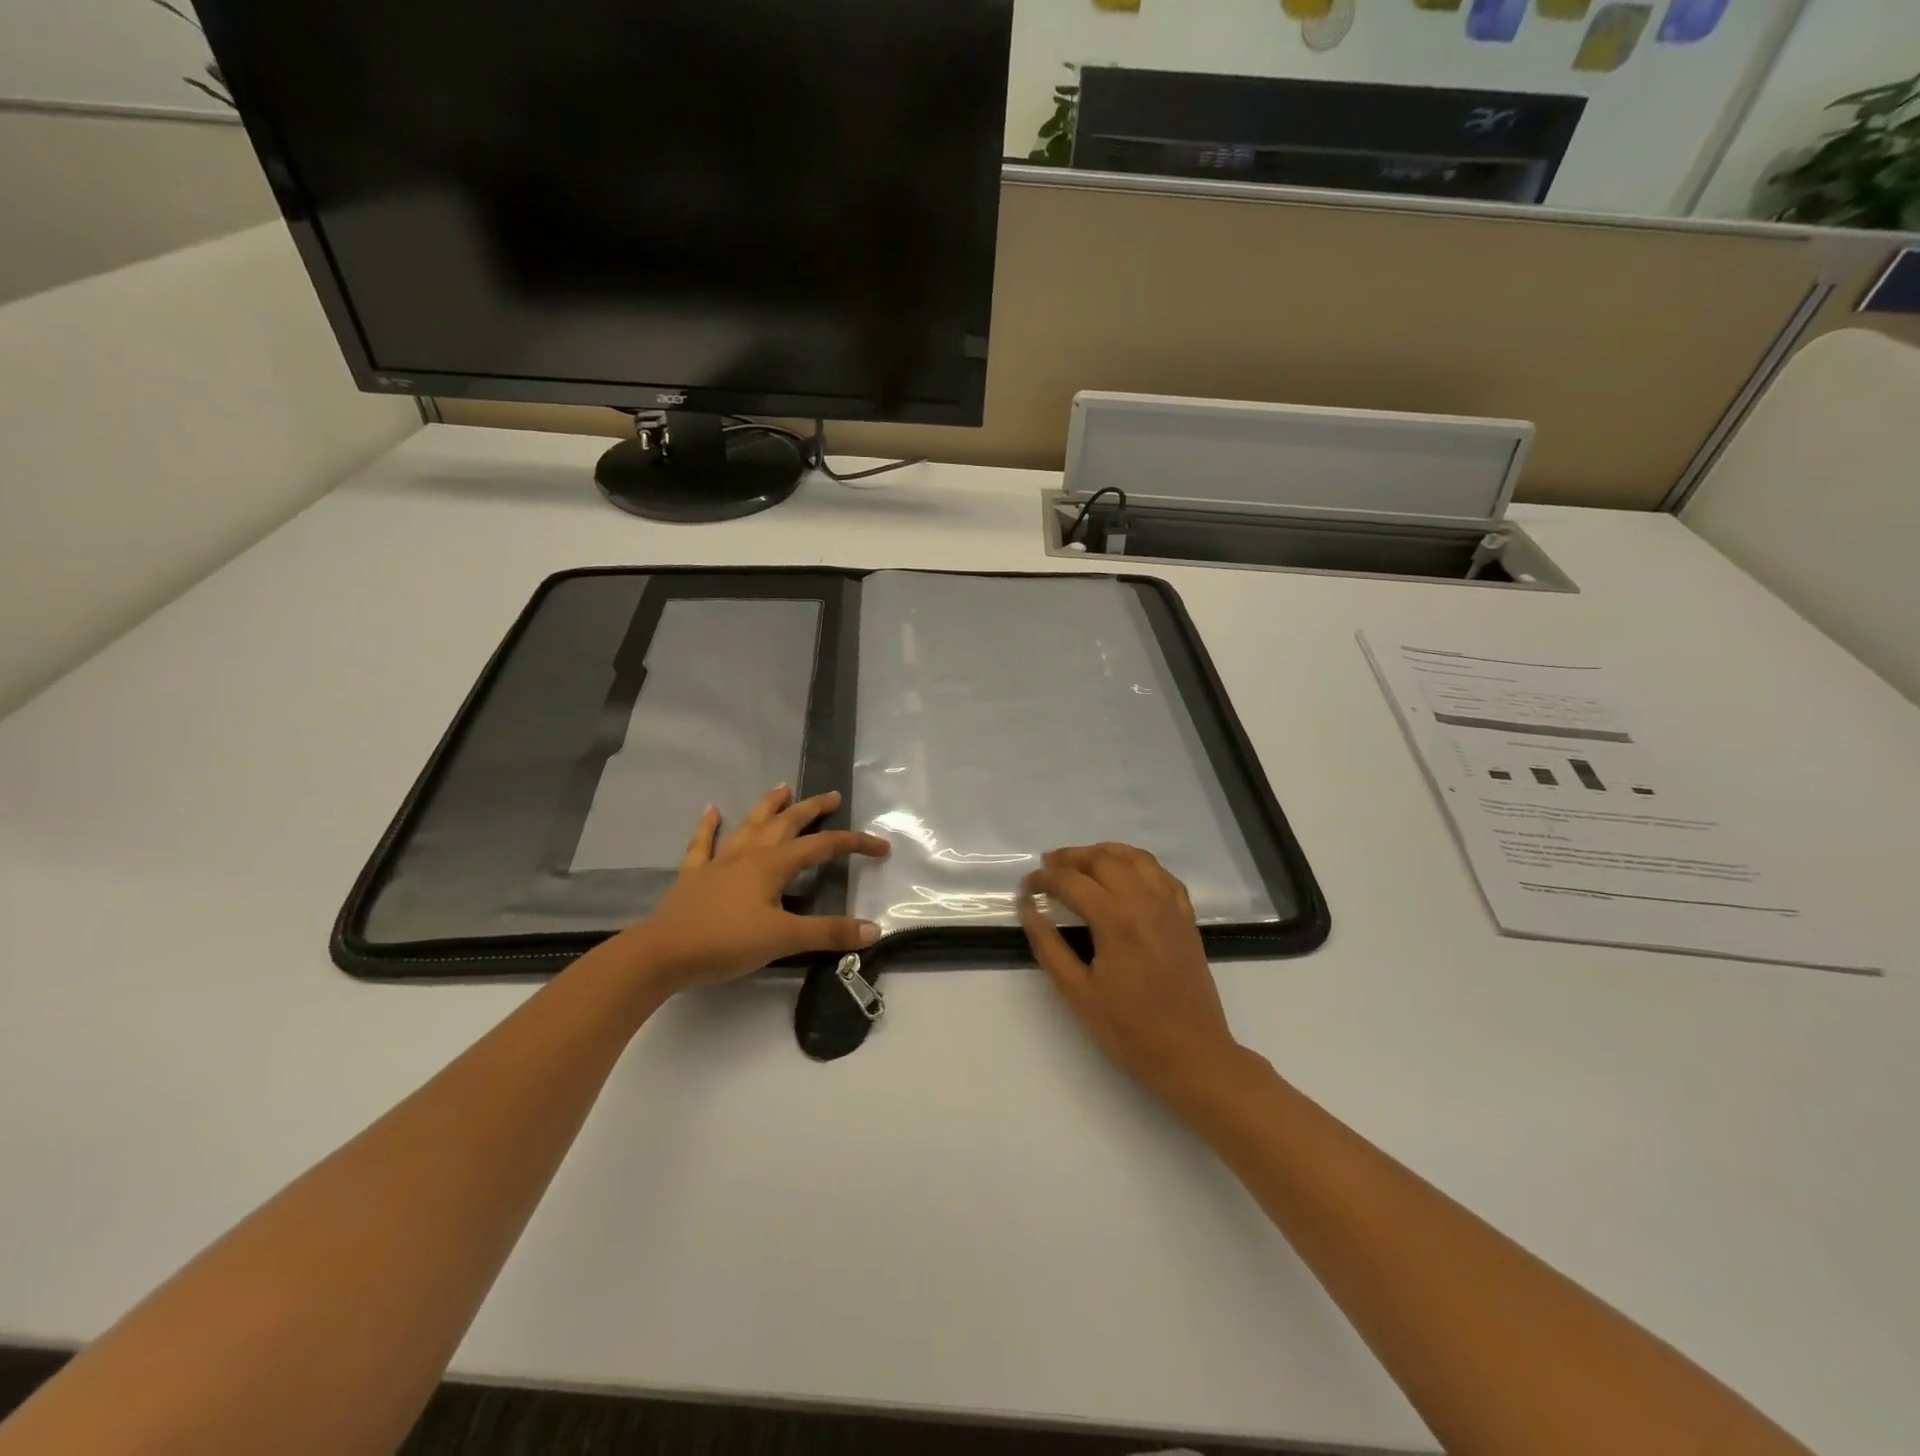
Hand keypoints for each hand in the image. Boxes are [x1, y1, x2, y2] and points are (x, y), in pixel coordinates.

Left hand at [627, 786, 889, 991]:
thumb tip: (873, 930)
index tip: (881, 847)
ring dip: (768, 806)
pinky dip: (708, 826)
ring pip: (750, 825)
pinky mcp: (694, 876)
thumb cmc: (726, 942)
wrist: (663, 953)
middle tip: (831, 796)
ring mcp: (719, 862)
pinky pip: (703, 843)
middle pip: (786, 823)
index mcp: (773, 864)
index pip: (823, 847)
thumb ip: (828, 932)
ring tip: (783, 787)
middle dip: (812, 809)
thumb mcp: (784, 939)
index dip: (854, 843)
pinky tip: (711, 810)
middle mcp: (749, 854)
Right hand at [1020, 844, 1242, 1101]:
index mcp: (1115, 918)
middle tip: (1047, 867)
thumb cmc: (1129, 1030)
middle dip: (1070, 858)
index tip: (1026, 887)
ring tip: (1082, 862)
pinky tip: (1126, 875)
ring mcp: (1170, 906)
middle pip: (1103, 860)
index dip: (1043, 879)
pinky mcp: (1186, 917)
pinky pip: (1162, 874)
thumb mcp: (1078, 992)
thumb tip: (1028, 908)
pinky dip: (1138, 864)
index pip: (1071, 881)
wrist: (1192, 1054)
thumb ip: (1048, 945)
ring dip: (1104, 853)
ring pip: (1135, 858)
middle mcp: (1145, 900)